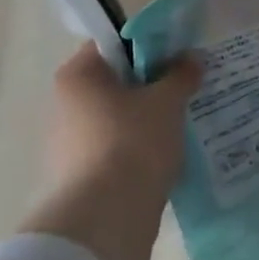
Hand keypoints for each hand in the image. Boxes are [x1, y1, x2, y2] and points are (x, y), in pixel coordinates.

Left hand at [20, 44, 201, 259]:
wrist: (108, 215)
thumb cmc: (134, 143)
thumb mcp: (167, 103)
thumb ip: (181, 76)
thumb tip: (192, 57)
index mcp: (79, 75)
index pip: (113, 45)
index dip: (149, 47)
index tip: (180, 60)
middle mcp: (66, 103)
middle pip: (116, 83)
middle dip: (152, 87)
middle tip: (188, 93)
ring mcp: (70, 141)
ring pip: (119, 119)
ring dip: (148, 121)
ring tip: (183, 128)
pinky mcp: (82, 174)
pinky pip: (118, 150)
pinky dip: (140, 150)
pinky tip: (167, 158)